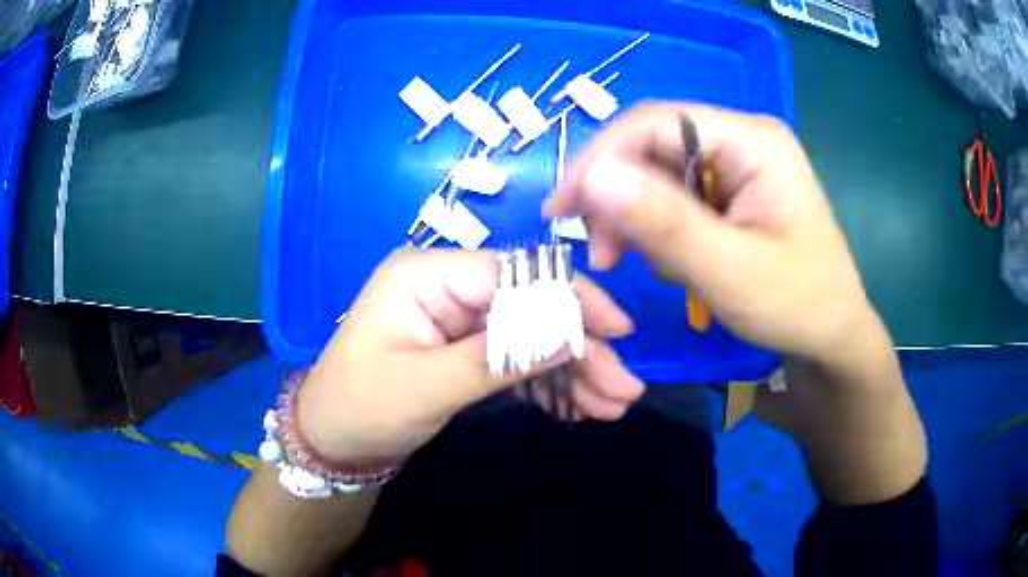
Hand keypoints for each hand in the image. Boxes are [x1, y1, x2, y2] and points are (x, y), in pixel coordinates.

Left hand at [295, 249, 643, 462]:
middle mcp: (445, 288)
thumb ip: (498, 357)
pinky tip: (579, 407)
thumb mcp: (427, 387)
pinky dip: (547, 384)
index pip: (514, 275)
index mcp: (426, 276)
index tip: (619, 332)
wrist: (331, 444)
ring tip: (611, 407)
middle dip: (579, 350)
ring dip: (572, 373)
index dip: (570, 301)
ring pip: (530, 337)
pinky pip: (515, 360)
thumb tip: (570, 332)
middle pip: (530, 308)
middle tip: (624, 389)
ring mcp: (456, 320)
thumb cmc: (361, 409)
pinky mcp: (463, 350)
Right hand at [545, 103, 879, 366]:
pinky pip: (676, 198)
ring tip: (659, 270)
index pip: (655, 123)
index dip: (599, 159)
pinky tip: (679, 266)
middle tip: (606, 256)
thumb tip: (592, 177)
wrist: (832, 339)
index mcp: (752, 141)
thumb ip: (664, 223)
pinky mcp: (732, 193)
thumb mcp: (730, 271)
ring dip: (641, 221)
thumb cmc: (798, 306)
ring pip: (659, 175)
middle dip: (620, 199)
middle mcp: (742, 140)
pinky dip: (662, 232)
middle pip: (654, 147)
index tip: (560, 211)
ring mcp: (738, 166)